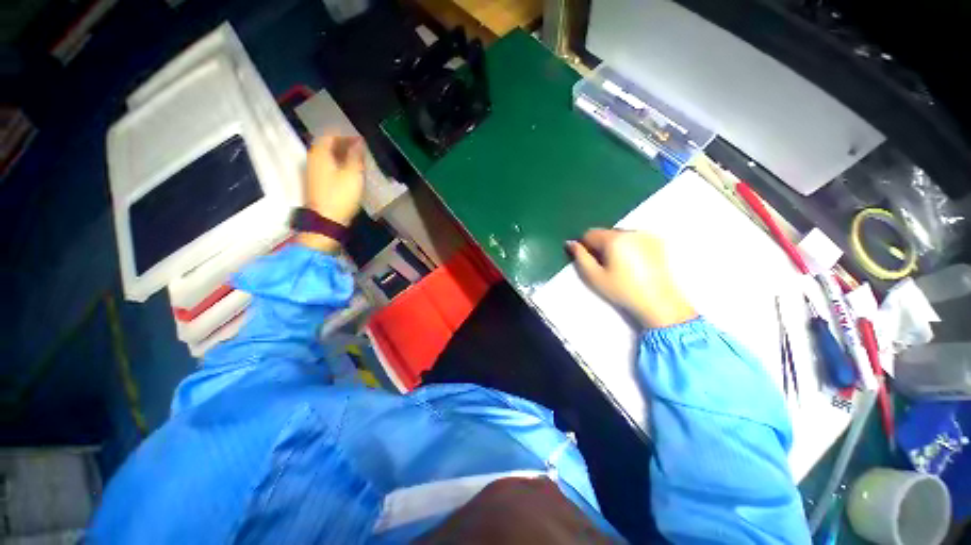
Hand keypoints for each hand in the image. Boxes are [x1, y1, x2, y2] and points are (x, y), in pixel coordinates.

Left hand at [298, 135, 365, 251]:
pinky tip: (348, 172)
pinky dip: (338, 164)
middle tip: (360, 151)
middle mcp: (313, 159)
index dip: (346, 135)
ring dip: (341, 155)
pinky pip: (327, 166)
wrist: (326, 220)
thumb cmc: (341, 195)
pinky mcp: (316, 183)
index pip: (331, 135)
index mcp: (320, 153)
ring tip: (357, 161)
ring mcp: (312, 171)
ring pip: (327, 156)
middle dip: (344, 145)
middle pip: (327, 145)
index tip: (361, 141)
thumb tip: (359, 142)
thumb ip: (356, 156)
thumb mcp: (353, 174)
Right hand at [566, 229, 696, 328]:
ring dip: (615, 245)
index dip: (586, 247)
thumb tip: (571, 243)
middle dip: (601, 246)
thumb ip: (580, 257)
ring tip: (621, 266)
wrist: (659, 302)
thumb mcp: (594, 277)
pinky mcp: (658, 241)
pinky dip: (630, 246)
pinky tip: (635, 263)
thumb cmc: (622, 290)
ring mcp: (646, 235)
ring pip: (620, 235)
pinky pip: (635, 238)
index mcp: (614, 239)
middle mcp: (631, 231)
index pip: (590, 233)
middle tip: (605, 266)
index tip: (591, 262)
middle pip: (606, 233)